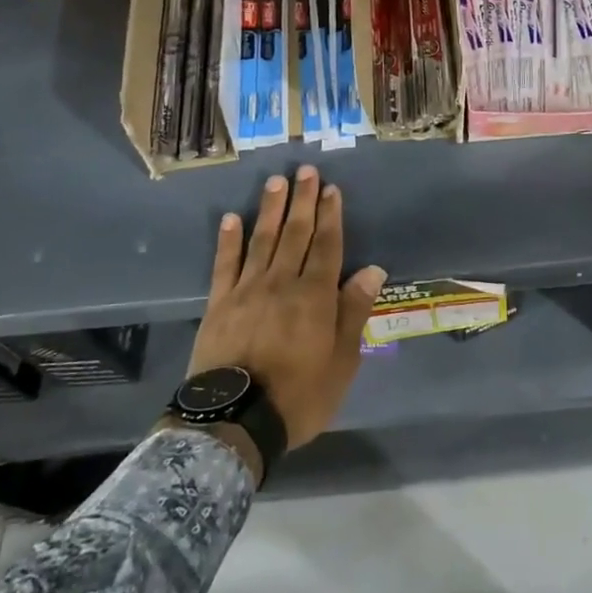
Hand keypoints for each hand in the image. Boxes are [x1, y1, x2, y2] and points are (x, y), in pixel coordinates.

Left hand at [188, 167, 385, 450]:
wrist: (235, 422)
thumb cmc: (299, 396)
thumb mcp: (342, 361)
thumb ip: (354, 312)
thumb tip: (372, 269)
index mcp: (315, 296)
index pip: (327, 245)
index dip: (331, 215)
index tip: (331, 188)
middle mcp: (282, 283)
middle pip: (296, 234)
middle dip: (302, 201)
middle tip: (305, 170)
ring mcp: (247, 291)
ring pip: (262, 240)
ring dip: (270, 209)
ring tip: (276, 182)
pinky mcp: (219, 305)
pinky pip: (224, 265)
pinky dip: (228, 241)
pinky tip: (230, 219)